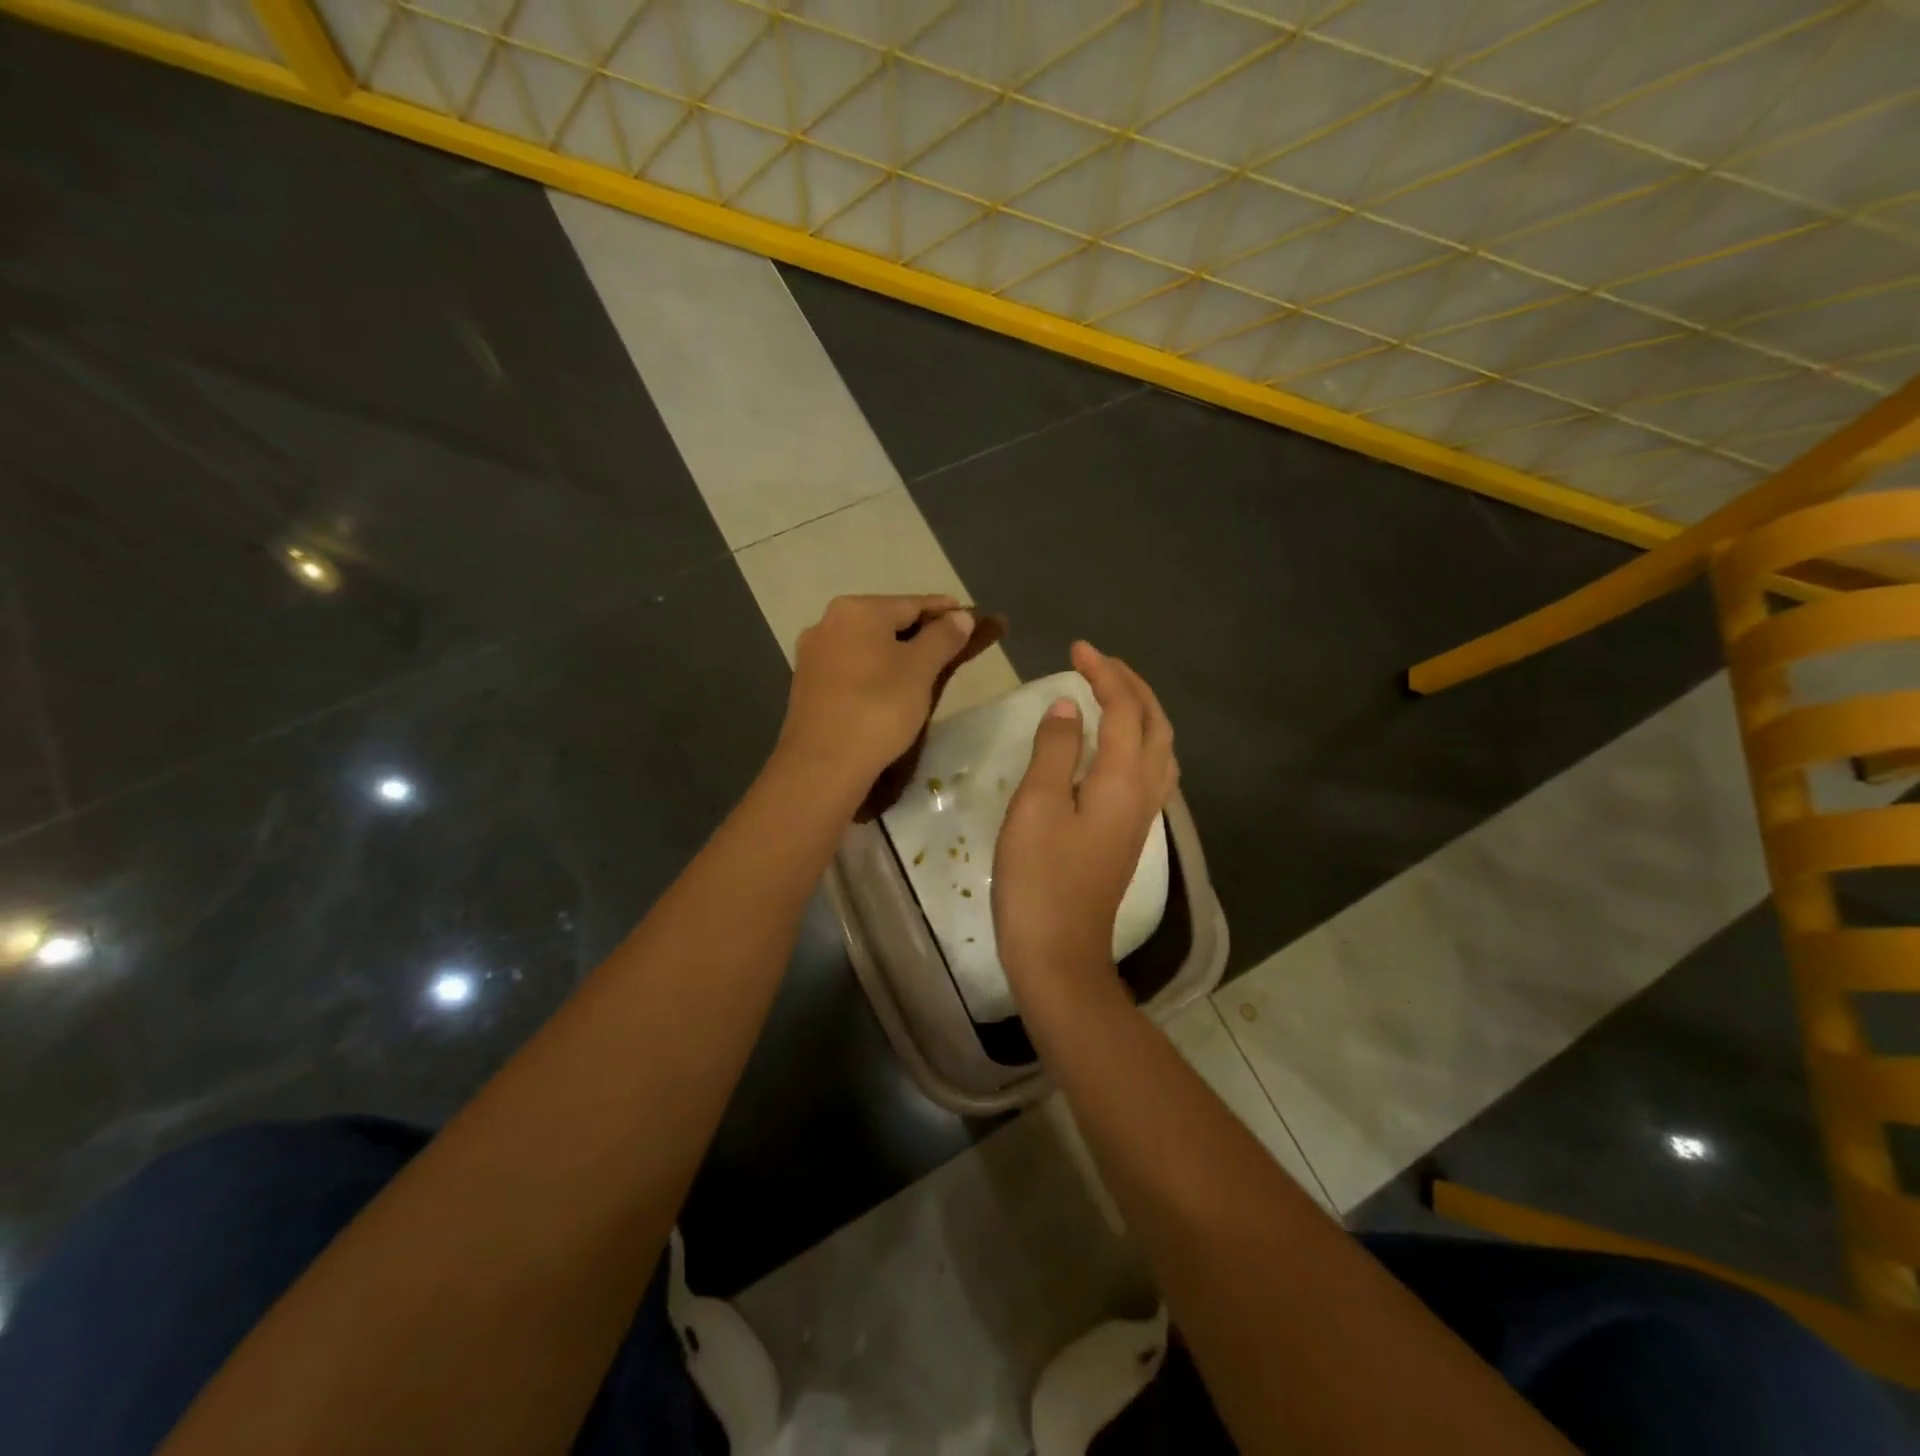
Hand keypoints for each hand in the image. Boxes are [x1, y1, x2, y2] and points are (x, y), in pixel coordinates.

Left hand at [776, 594, 976, 798]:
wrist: (823, 764)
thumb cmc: (879, 707)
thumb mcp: (920, 670)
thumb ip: (943, 637)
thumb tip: (960, 616)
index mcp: (856, 610)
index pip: (911, 603)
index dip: (943, 610)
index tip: (968, 616)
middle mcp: (827, 623)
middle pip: (885, 622)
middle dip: (918, 632)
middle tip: (949, 647)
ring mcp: (813, 655)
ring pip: (866, 646)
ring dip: (895, 653)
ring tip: (923, 670)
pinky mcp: (807, 686)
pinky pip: (850, 668)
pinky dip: (874, 672)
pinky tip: (888, 689)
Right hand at [993, 641, 1177, 991]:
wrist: (1058, 951)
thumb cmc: (1039, 877)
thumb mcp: (1035, 806)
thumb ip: (1053, 750)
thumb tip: (1066, 706)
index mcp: (1121, 779)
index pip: (1123, 709)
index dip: (1103, 673)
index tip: (1076, 647)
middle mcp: (1143, 791)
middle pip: (1153, 723)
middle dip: (1130, 685)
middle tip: (1098, 662)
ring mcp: (1142, 815)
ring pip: (1159, 747)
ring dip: (1141, 710)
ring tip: (1113, 692)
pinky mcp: (1131, 833)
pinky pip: (1151, 769)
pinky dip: (1140, 739)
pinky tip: (1119, 745)